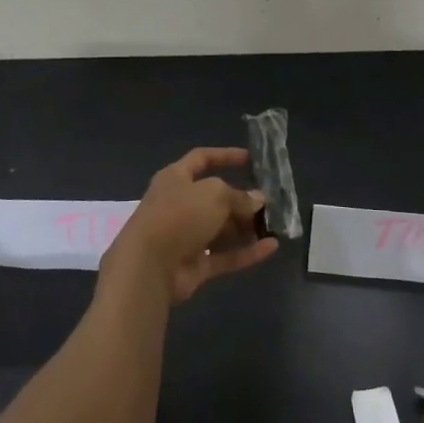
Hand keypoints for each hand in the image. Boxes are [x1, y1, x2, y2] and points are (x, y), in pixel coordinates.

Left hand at [98, 147, 277, 305]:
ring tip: (273, 226)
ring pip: (221, 229)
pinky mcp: (194, 265)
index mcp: (175, 178)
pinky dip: (247, 252)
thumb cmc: (179, 215)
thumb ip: (239, 196)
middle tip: (268, 203)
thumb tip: (257, 199)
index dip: (225, 156)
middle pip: (215, 198)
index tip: (250, 158)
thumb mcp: (215, 194)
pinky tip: (272, 247)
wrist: (149, 266)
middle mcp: (179, 204)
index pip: (202, 159)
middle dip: (241, 201)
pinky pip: (225, 255)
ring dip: (246, 228)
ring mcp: (186, 237)